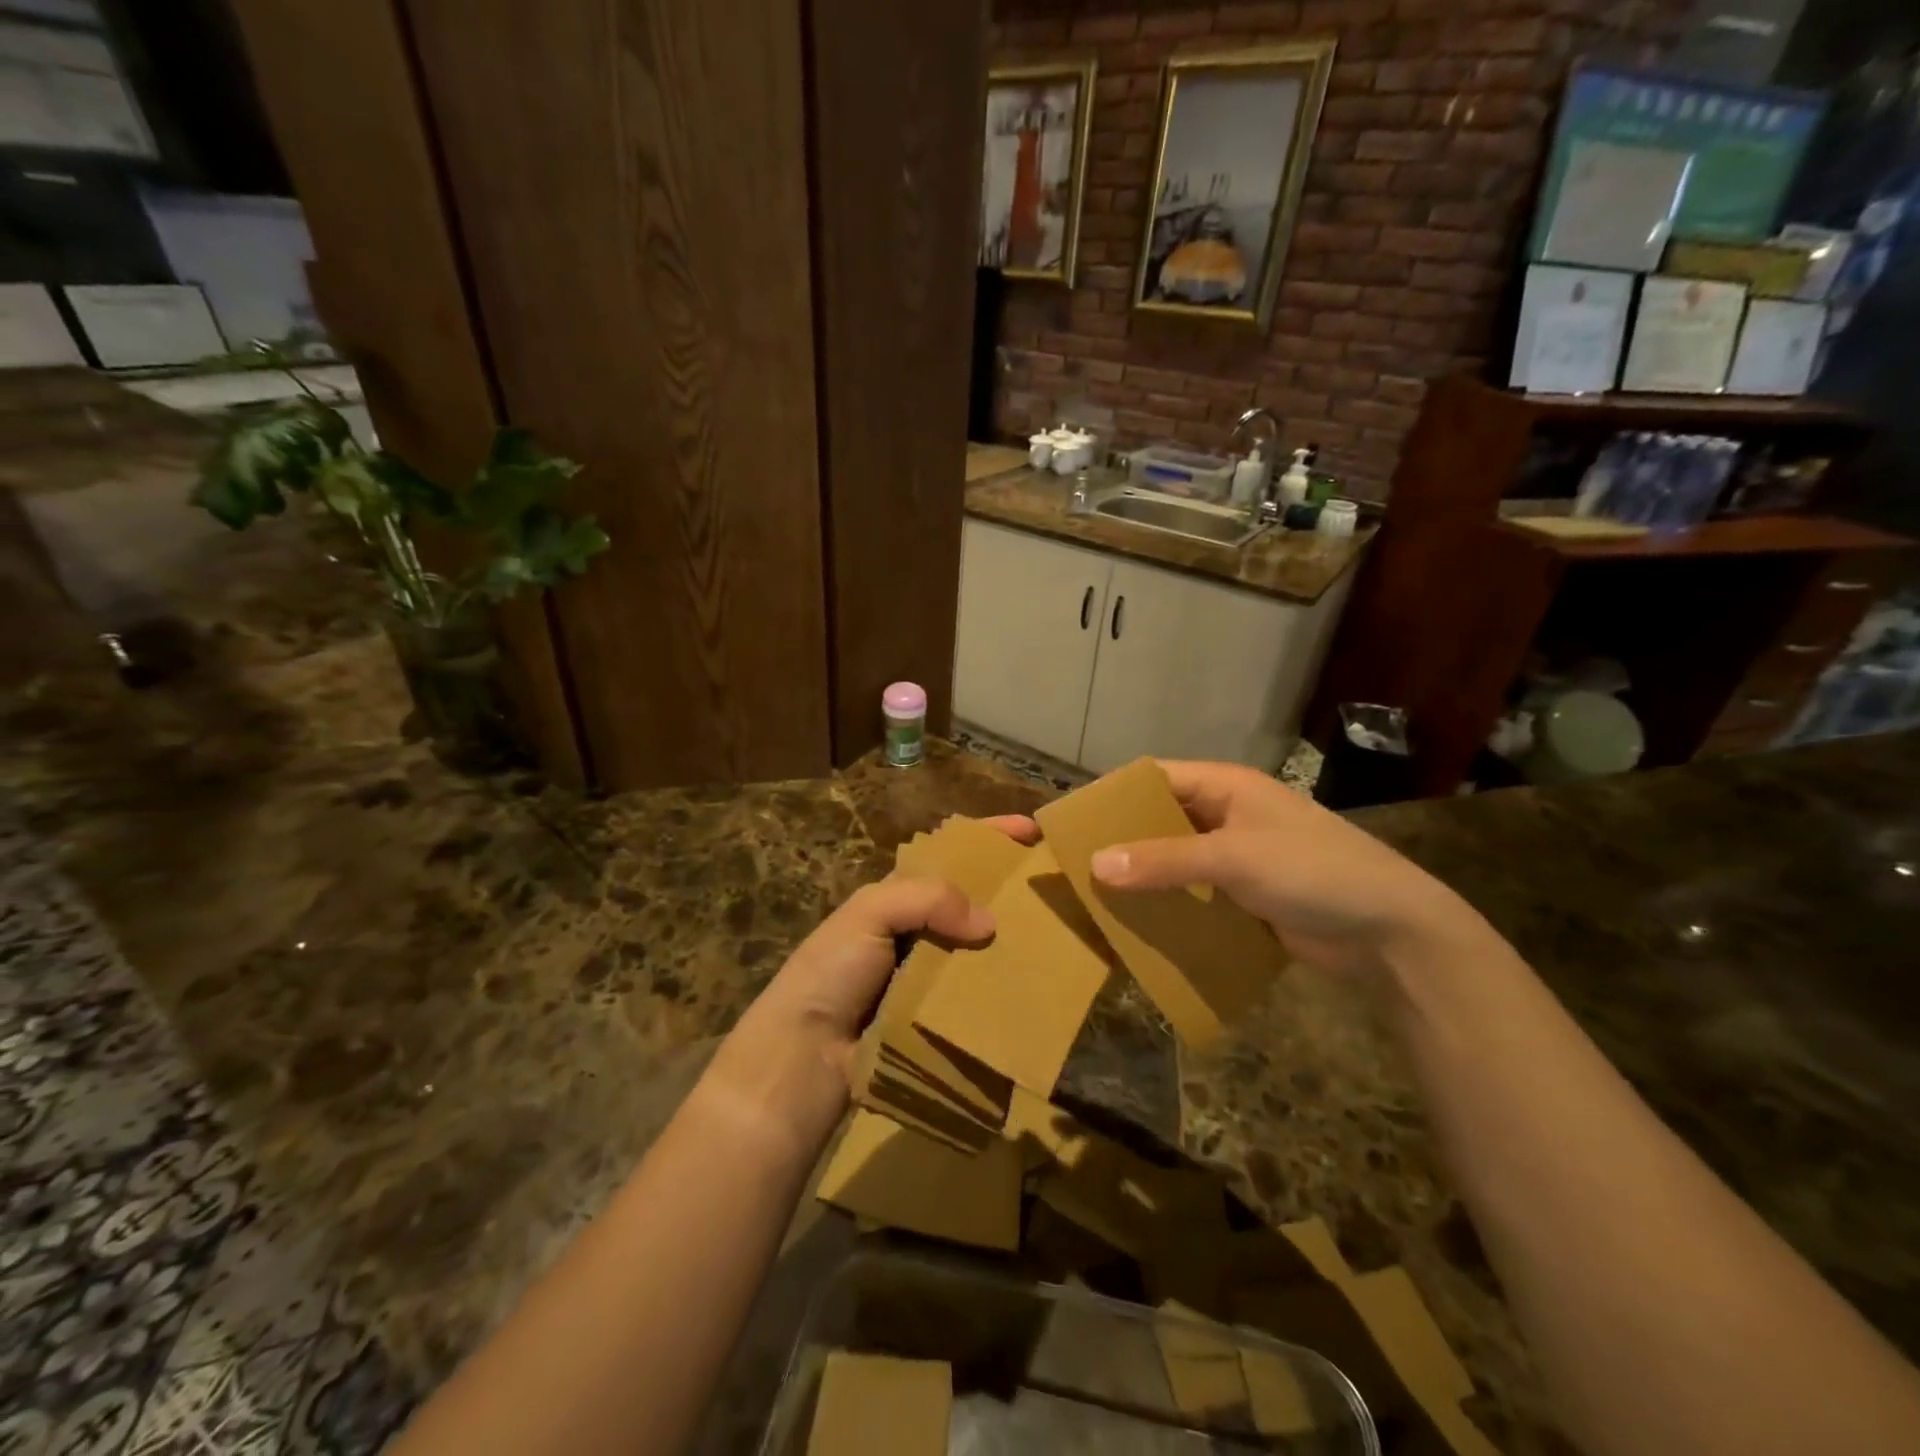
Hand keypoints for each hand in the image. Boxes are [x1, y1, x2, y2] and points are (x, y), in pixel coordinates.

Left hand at [703, 815, 1038, 1153]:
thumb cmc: (831, 971)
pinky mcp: (938, 1016)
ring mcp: (930, 974)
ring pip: (981, 948)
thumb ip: (928, 899)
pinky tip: (1034, 989)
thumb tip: (989, 924)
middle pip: (974, 900)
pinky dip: (1001, 989)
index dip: (989, 837)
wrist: (804, 1055)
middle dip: (1012, 890)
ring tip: (1058, 939)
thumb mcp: (869, 913)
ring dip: (1013, 943)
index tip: (1033, 830)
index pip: (950, 853)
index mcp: (899, 895)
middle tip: (1058, 890)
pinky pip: (977, 995)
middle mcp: (918, 929)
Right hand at [1089, 760, 1487, 983]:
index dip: (1114, 795)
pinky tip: (1138, 922)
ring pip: (1175, 858)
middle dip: (1122, 839)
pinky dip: (1168, 902)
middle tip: (1076, 862)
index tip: (1072, 819)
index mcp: (1227, 787)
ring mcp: (1238, 857)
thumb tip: (1095, 864)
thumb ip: (1164, 860)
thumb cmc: (1313, 872)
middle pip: (1161, 819)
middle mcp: (1228, 815)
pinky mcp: (1246, 895)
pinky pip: (1194, 892)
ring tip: (1096, 895)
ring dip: (1143, 874)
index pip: (1156, 778)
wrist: (1391, 932)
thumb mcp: (1234, 859)